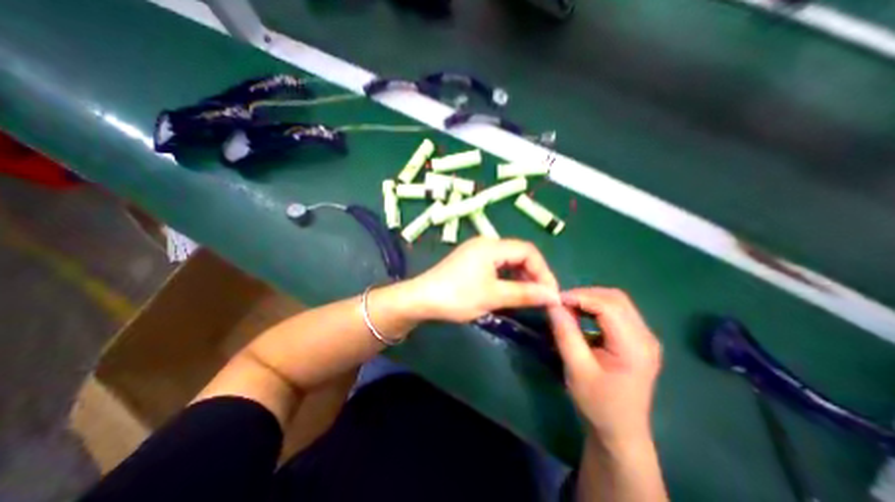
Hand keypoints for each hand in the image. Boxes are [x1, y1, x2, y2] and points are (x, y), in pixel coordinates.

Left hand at [409, 237, 556, 323]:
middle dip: (533, 274)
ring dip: (521, 277)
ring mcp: (476, 251)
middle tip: (541, 297)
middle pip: (519, 254)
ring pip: (508, 261)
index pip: (528, 251)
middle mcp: (486, 243)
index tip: (551, 293)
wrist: (421, 299)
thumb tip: (553, 296)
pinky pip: (496, 266)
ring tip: (528, 296)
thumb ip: (525, 294)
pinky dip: (507, 278)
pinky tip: (510, 291)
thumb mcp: (493, 296)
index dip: (543, 271)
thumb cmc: (457, 296)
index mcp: (491, 246)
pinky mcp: (471, 261)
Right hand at [546, 288, 663, 444]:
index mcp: (635, 346)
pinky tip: (581, 315)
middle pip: (616, 299)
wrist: (620, 431)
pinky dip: (595, 307)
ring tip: (568, 308)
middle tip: (561, 304)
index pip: (608, 306)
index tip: (555, 300)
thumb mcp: (576, 369)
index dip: (580, 297)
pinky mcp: (637, 339)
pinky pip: (616, 311)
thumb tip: (553, 305)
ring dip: (590, 299)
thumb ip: (565, 334)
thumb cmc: (598, 403)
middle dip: (585, 295)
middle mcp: (646, 336)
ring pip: (616, 301)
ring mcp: (644, 337)